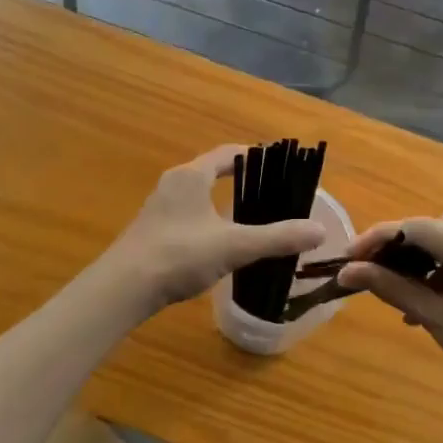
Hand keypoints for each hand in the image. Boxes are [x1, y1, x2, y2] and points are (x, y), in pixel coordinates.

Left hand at [105, 145, 325, 311]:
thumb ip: (277, 238)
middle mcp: (173, 183)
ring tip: (246, 216)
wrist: (122, 289)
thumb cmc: (179, 255)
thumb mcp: (235, 246)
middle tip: (267, 190)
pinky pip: (184, 215)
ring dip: (219, 200)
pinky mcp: (149, 231)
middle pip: (210, 171)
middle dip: (238, 178)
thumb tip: (319, 230)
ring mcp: (157, 208)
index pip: (227, 154)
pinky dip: (204, 220)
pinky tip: (215, 243)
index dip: (252, 155)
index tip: (276, 163)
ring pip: (196, 195)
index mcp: (192, 175)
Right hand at [337, 214, 442, 442]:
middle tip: (372, 278)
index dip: (378, 239)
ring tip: (404, 298)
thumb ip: (398, 291)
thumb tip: (350, 271)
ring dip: (429, 261)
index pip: (420, 228)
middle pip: (441, 228)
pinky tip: (437, 302)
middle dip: (404, 249)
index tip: (346, 259)